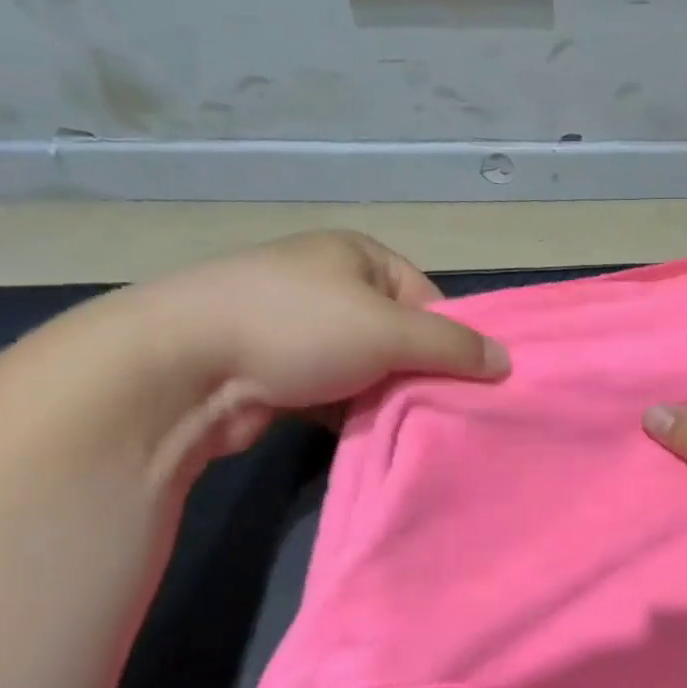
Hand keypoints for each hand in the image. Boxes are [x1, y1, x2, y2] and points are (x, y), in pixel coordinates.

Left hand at [132, 229, 509, 456]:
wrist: (180, 368)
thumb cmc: (297, 328)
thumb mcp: (390, 330)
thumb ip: (453, 345)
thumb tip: (506, 362)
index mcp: (356, 254)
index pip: (428, 297)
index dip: (451, 339)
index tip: (466, 381)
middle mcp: (327, 283)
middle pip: (399, 335)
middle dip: (418, 373)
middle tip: (442, 410)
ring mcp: (295, 326)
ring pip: (367, 368)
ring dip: (384, 397)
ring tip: (403, 425)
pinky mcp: (273, 369)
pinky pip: (333, 391)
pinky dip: (349, 411)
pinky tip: (360, 432)